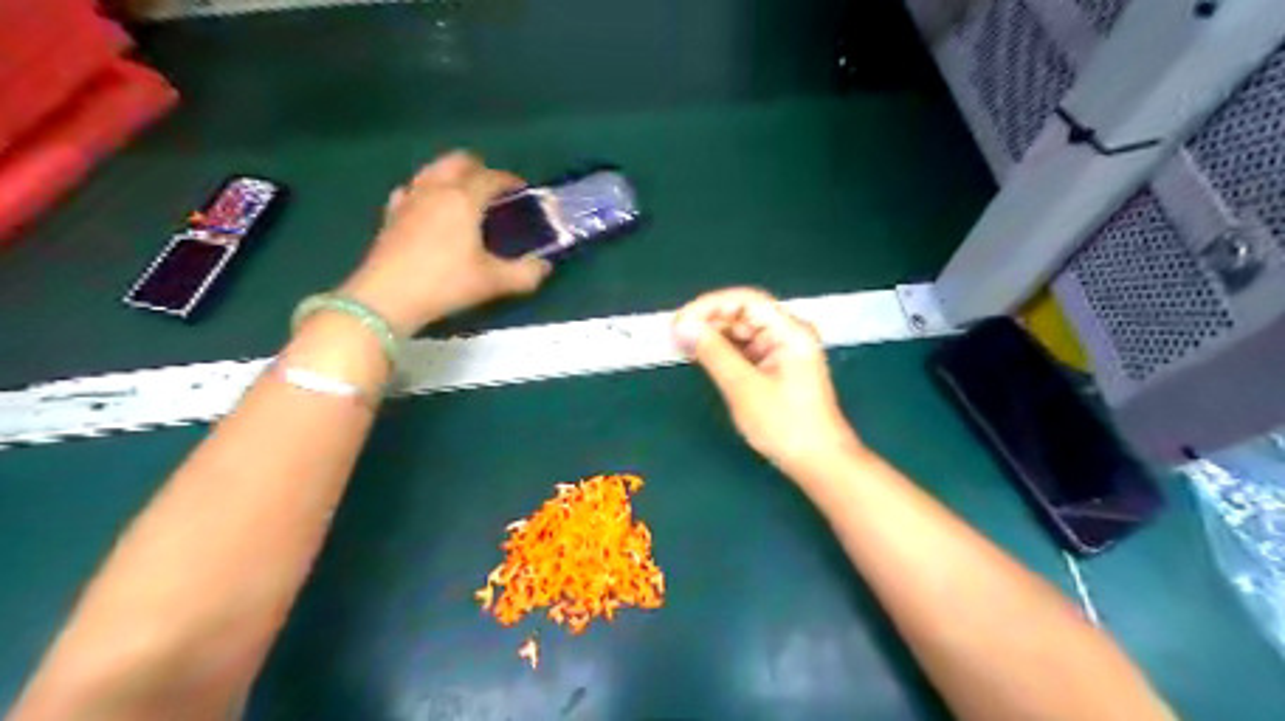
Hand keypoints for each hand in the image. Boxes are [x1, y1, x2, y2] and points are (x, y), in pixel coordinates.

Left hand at [337, 153, 551, 337]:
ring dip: (452, 174)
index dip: (509, 180)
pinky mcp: (390, 214)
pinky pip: (411, 189)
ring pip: (432, 169)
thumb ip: (525, 274)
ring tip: (464, 195)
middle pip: (458, 160)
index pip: (491, 177)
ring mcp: (409, 199)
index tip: (522, 190)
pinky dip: (426, 190)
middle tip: (493, 189)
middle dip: (479, 168)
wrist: (387, 298)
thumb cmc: (445, 284)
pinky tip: (429, 207)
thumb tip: (544, 266)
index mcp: (463, 199)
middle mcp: (435, 189)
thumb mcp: (493, 282)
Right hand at [674, 287, 861, 478]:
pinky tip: (703, 356)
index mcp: (790, 331)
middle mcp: (789, 333)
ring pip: (742, 331)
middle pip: (744, 313)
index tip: (680, 320)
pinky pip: (746, 349)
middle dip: (709, 321)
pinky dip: (724, 351)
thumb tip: (683, 326)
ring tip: (683, 346)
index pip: (746, 300)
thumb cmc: (785, 425)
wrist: (819, 462)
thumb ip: (713, 353)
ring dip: (714, 336)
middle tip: (675, 336)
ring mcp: (784, 350)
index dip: (709, 305)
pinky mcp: (777, 366)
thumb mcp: (743, 388)